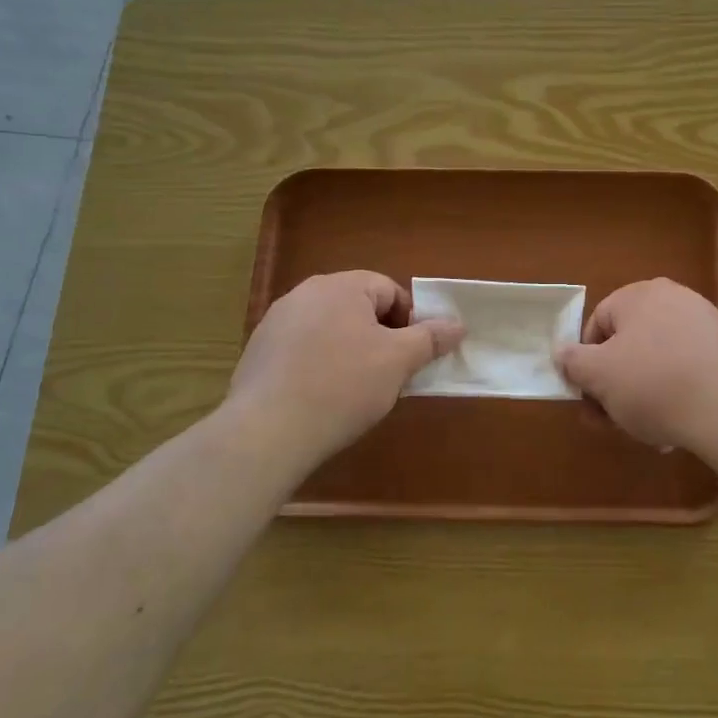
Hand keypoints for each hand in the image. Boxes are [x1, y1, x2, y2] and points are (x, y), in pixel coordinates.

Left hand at [225, 271, 463, 467]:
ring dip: (350, 351)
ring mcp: (276, 321)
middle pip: (359, 308)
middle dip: (380, 337)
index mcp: (341, 286)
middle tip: (389, 374)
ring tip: (356, 390)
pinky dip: (319, 365)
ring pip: (331, 329)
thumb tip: (458, 324)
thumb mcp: (398, 361)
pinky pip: (303, 349)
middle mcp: (305, 293)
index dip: (410, 322)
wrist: (267, 431)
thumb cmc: (343, 386)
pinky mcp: (258, 351)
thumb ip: (431, 338)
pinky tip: (322, 397)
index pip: (390, 291)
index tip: (412, 356)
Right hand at [558, 279, 717, 451]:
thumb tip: (561, 351)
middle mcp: (674, 299)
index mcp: (640, 295)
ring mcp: (706, 324)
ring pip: (657, 362)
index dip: (586, 362)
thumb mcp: (599, 376)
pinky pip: (687, 371)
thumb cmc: (654, 384)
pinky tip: (676, 428)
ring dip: (642, 397)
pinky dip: (675, 396)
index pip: (598, 323)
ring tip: (646, 433)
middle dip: (614, 386)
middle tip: (610, 422)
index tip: (589, 397)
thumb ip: (573, 361)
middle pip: (628, 345)